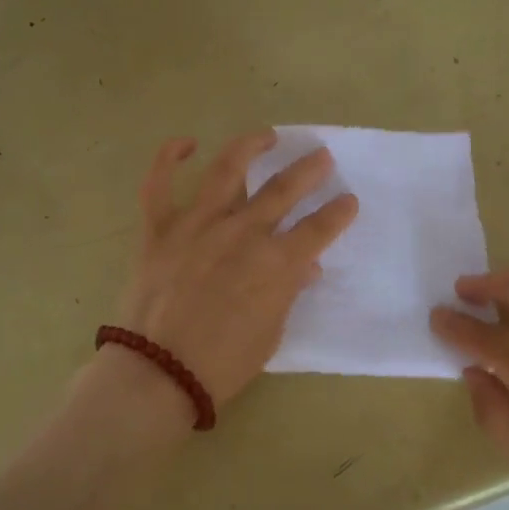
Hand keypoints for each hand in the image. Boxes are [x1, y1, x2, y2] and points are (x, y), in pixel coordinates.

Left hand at [113, 130, 357, 413]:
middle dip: (308, 169)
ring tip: (267, 136)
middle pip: (284, 189)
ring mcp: (198, 225)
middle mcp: (243, 232)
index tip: (349, 201)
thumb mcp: (271, 333)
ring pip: (227, 169)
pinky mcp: (160, 229)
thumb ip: (288, 292)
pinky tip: (185, 143)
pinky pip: (159, 184)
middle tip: (321, 156)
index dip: (339, 212)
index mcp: (276, 263)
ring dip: (251, 147)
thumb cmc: (224, 363)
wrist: (160, 373)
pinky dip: (169, 158)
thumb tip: (305, 267)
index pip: (320, 228)